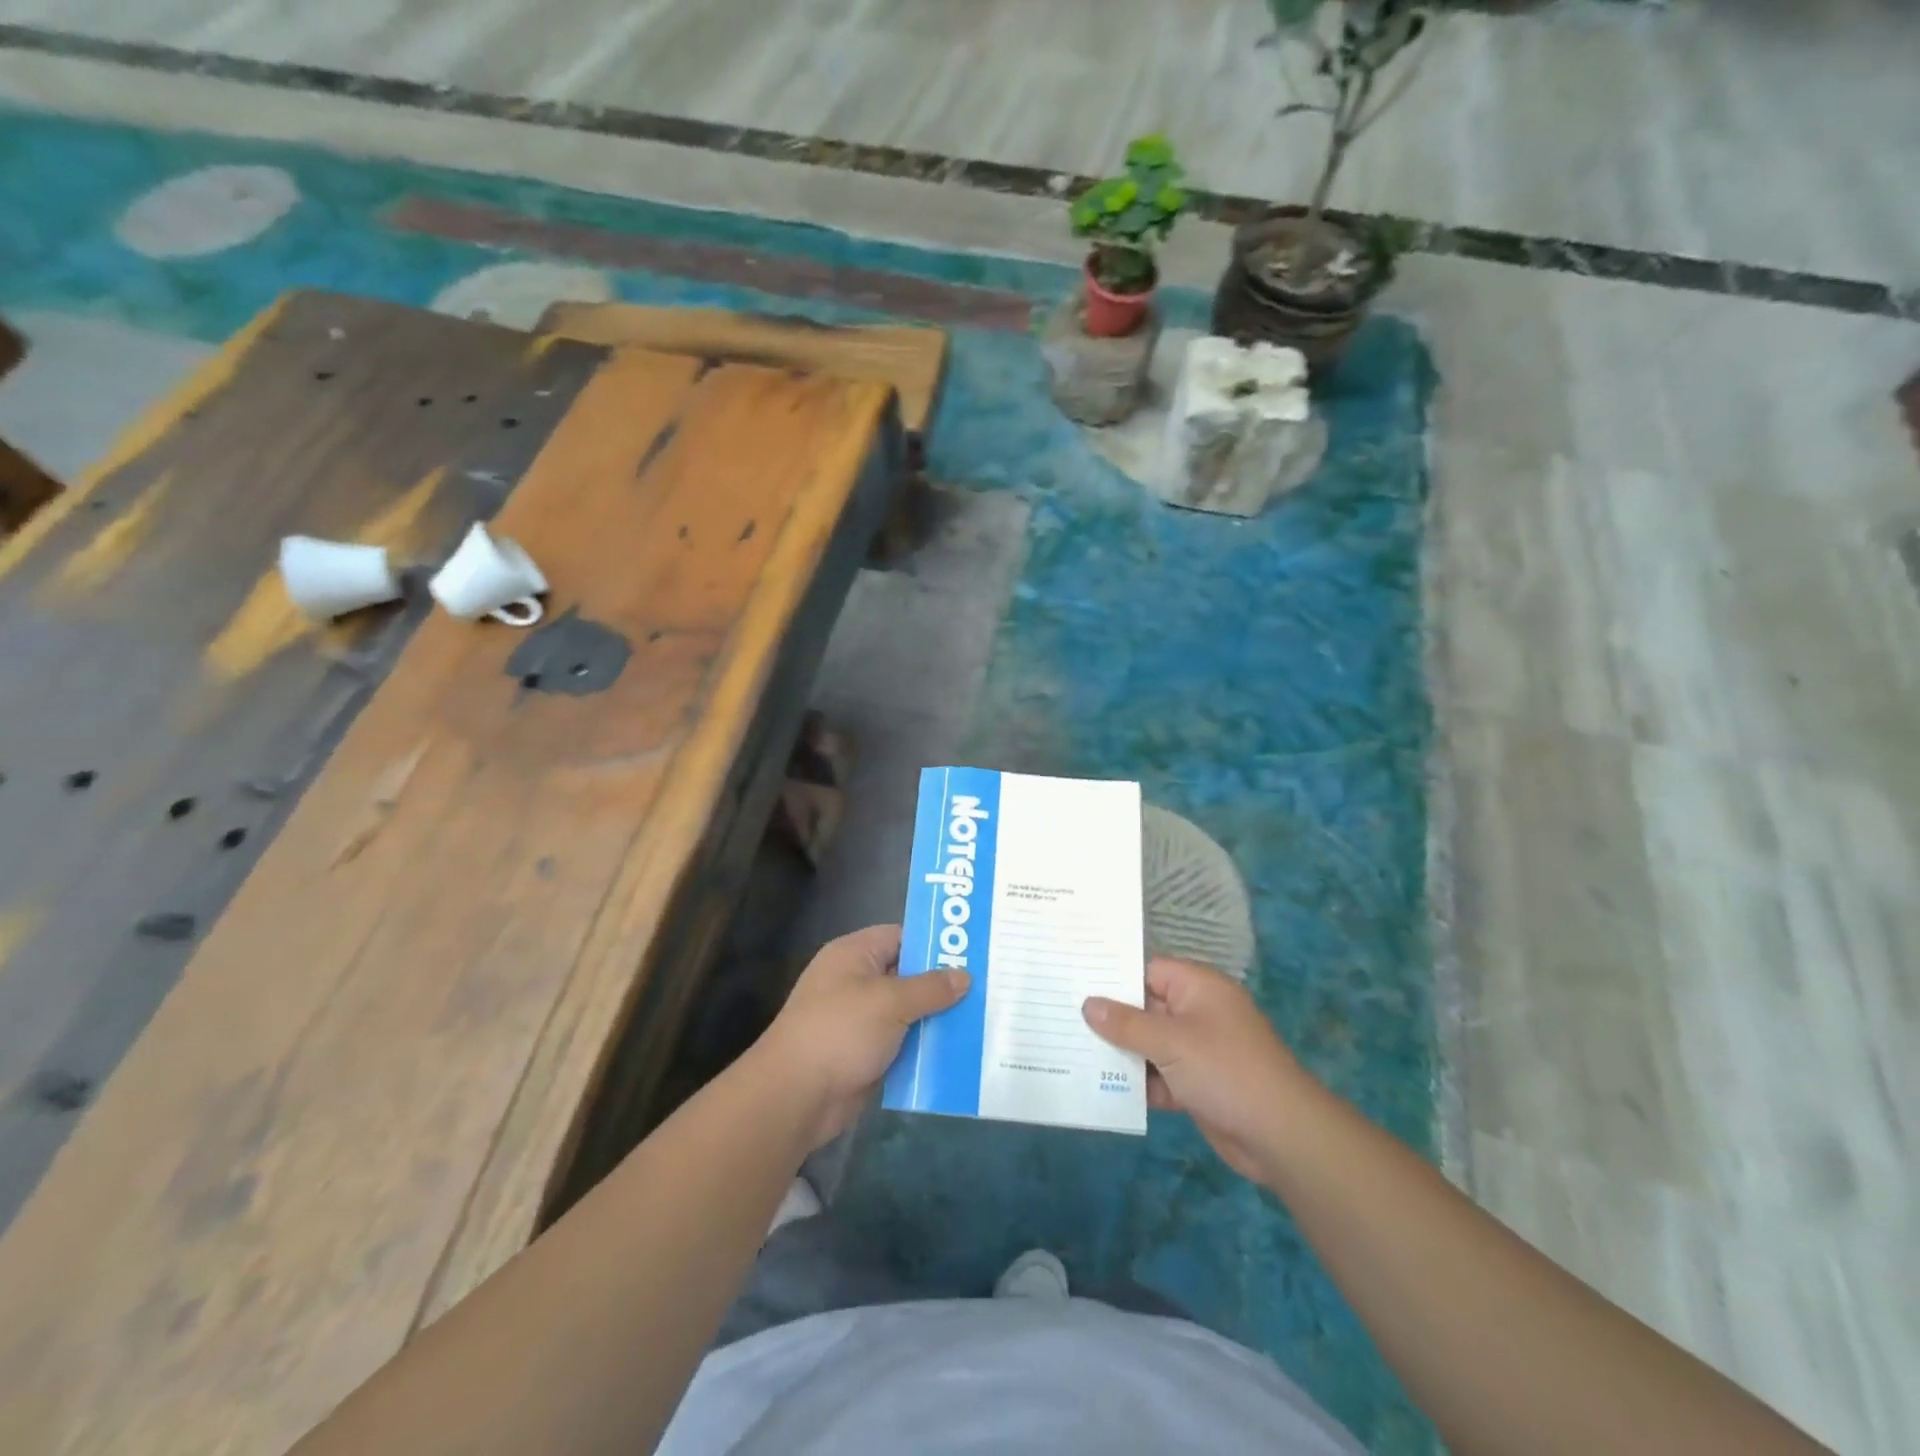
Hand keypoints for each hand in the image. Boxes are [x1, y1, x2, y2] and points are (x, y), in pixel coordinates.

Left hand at [756, 925, 968, 1150]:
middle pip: (909, 975)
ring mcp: (860, 1019)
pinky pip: (903, 1042)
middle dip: (944, 983)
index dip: (936, 942)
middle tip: (989, 986)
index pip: (902, 936)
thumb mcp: (890, 1001)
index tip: (975, 950)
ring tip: (985, 1017)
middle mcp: (856, 981)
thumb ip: (930, 987)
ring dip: (939, 1018)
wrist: (795, 1096)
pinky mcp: (865, 1053)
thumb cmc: (840, 1031)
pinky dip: (926, 1046)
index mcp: (855, 954)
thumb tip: (964, 976)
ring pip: (909, 1012)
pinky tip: (961, 1050)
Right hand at [1084, 957, 1312, 1182]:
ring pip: (1148, 1044)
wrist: (1281, 1136)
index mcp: (1197, 988)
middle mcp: (1196, 1013)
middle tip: (1062, 1016)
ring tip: (1070, 1051)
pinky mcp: (1195, 1085)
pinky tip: (1099, 1086)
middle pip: (1144, 1008)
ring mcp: (1197, 1051)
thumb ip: (1126, 1023)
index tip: (1074, 980)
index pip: (1147, 970)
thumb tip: (1088, 1004)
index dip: (1113, 976)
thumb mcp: (1171, 1042)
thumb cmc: (1226, 1071)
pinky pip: (1158, 1075)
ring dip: (1119, 1052)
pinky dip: (1136, 1082)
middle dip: (1109, 1017)